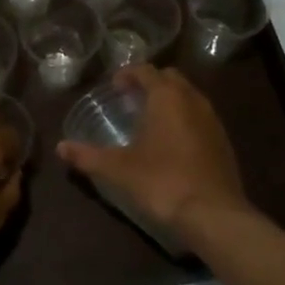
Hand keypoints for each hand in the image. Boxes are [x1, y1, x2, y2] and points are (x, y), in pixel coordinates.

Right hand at [56, 64, 249, 232]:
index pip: (146, 70)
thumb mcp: (119, 169)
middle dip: (150, 83)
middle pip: (170, 78)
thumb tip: (60, 148)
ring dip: (169, 100)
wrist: (214, 215)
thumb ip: (88, 156)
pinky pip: (200, 117)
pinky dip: (184, 119)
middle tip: (131, 100)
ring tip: (150, 121)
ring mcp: (212, 119)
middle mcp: (192, 99)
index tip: (114, 87)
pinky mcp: (223, 141)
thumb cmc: (163, 182)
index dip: (128, 74)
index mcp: (166, 96)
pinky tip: (172, 143)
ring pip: (188, 96)